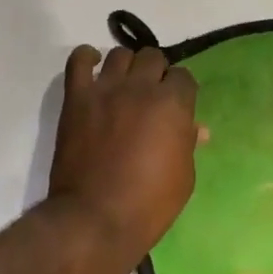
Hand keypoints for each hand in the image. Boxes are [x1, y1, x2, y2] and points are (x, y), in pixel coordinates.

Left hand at [49, 45, 202, 259]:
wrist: (96, 219)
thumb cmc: (149, 205)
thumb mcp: (184, 177)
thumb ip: (187, 143)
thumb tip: (196, 127)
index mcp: (172, 104)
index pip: (184, 76)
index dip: (181, 90)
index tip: (177, 106)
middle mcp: (140, 87)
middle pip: (153, 57)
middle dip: (157, 73)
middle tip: (151, 95)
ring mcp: (106, 89)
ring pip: (120, 54)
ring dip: (127, 66)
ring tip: (124, 85)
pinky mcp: (77, 97)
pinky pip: (79, 60)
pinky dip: (87, 58)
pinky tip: (93, 66)